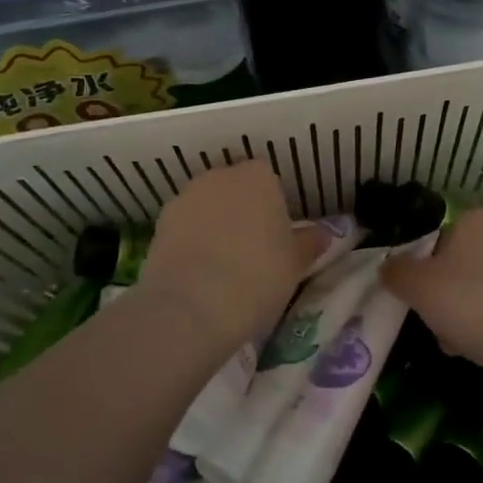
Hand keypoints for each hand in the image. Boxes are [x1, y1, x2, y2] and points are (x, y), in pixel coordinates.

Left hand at [138, 161, 325, 350]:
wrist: (192, 306)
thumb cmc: (257, 276)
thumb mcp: (296, 264)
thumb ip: (309, 243)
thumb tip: (322, 233)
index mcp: (258, 177)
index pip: (269, 180)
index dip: (273, 207)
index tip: (277, 237)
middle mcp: (219, 177)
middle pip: (235, 189)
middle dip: (242, 211)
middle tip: (252, 251)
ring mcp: (185, 198)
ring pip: (207, 206)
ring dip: (214, 225)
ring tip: (222, 267)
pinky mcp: (159, 224)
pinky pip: (184, 228)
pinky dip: (191, 243)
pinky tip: (198, 274)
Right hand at [379, 208, 482, 374]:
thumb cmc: (472, 303)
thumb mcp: (418, 286)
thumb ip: (396, 272)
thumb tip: (388, 267)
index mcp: (477, 218)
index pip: (437, 238)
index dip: (423, 269)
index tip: (418, 297)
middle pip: (458, 265)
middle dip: (444, 295)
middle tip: (435, 322)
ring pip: (479, 288)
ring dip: (464, 313)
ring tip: (456, 343)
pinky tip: (481, 348)